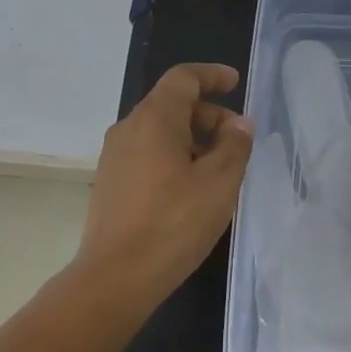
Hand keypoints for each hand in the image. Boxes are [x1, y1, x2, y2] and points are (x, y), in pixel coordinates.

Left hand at [76, 62, 253, 302]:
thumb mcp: (219, 183)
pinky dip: (176, 157)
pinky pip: (149, 155)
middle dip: (209, 115)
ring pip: (160, 133)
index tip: (235, 82)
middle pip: (172, 105)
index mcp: (154, 119)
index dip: (211, 75)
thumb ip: (234, 146)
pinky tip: (194, 189)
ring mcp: (115, 158)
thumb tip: (238, 124)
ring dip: (194, 140)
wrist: (117, 276)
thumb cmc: (174, 223)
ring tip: (222, 168)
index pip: (183, 79)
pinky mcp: (112, 184)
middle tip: (239, 141)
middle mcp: (128, 129)